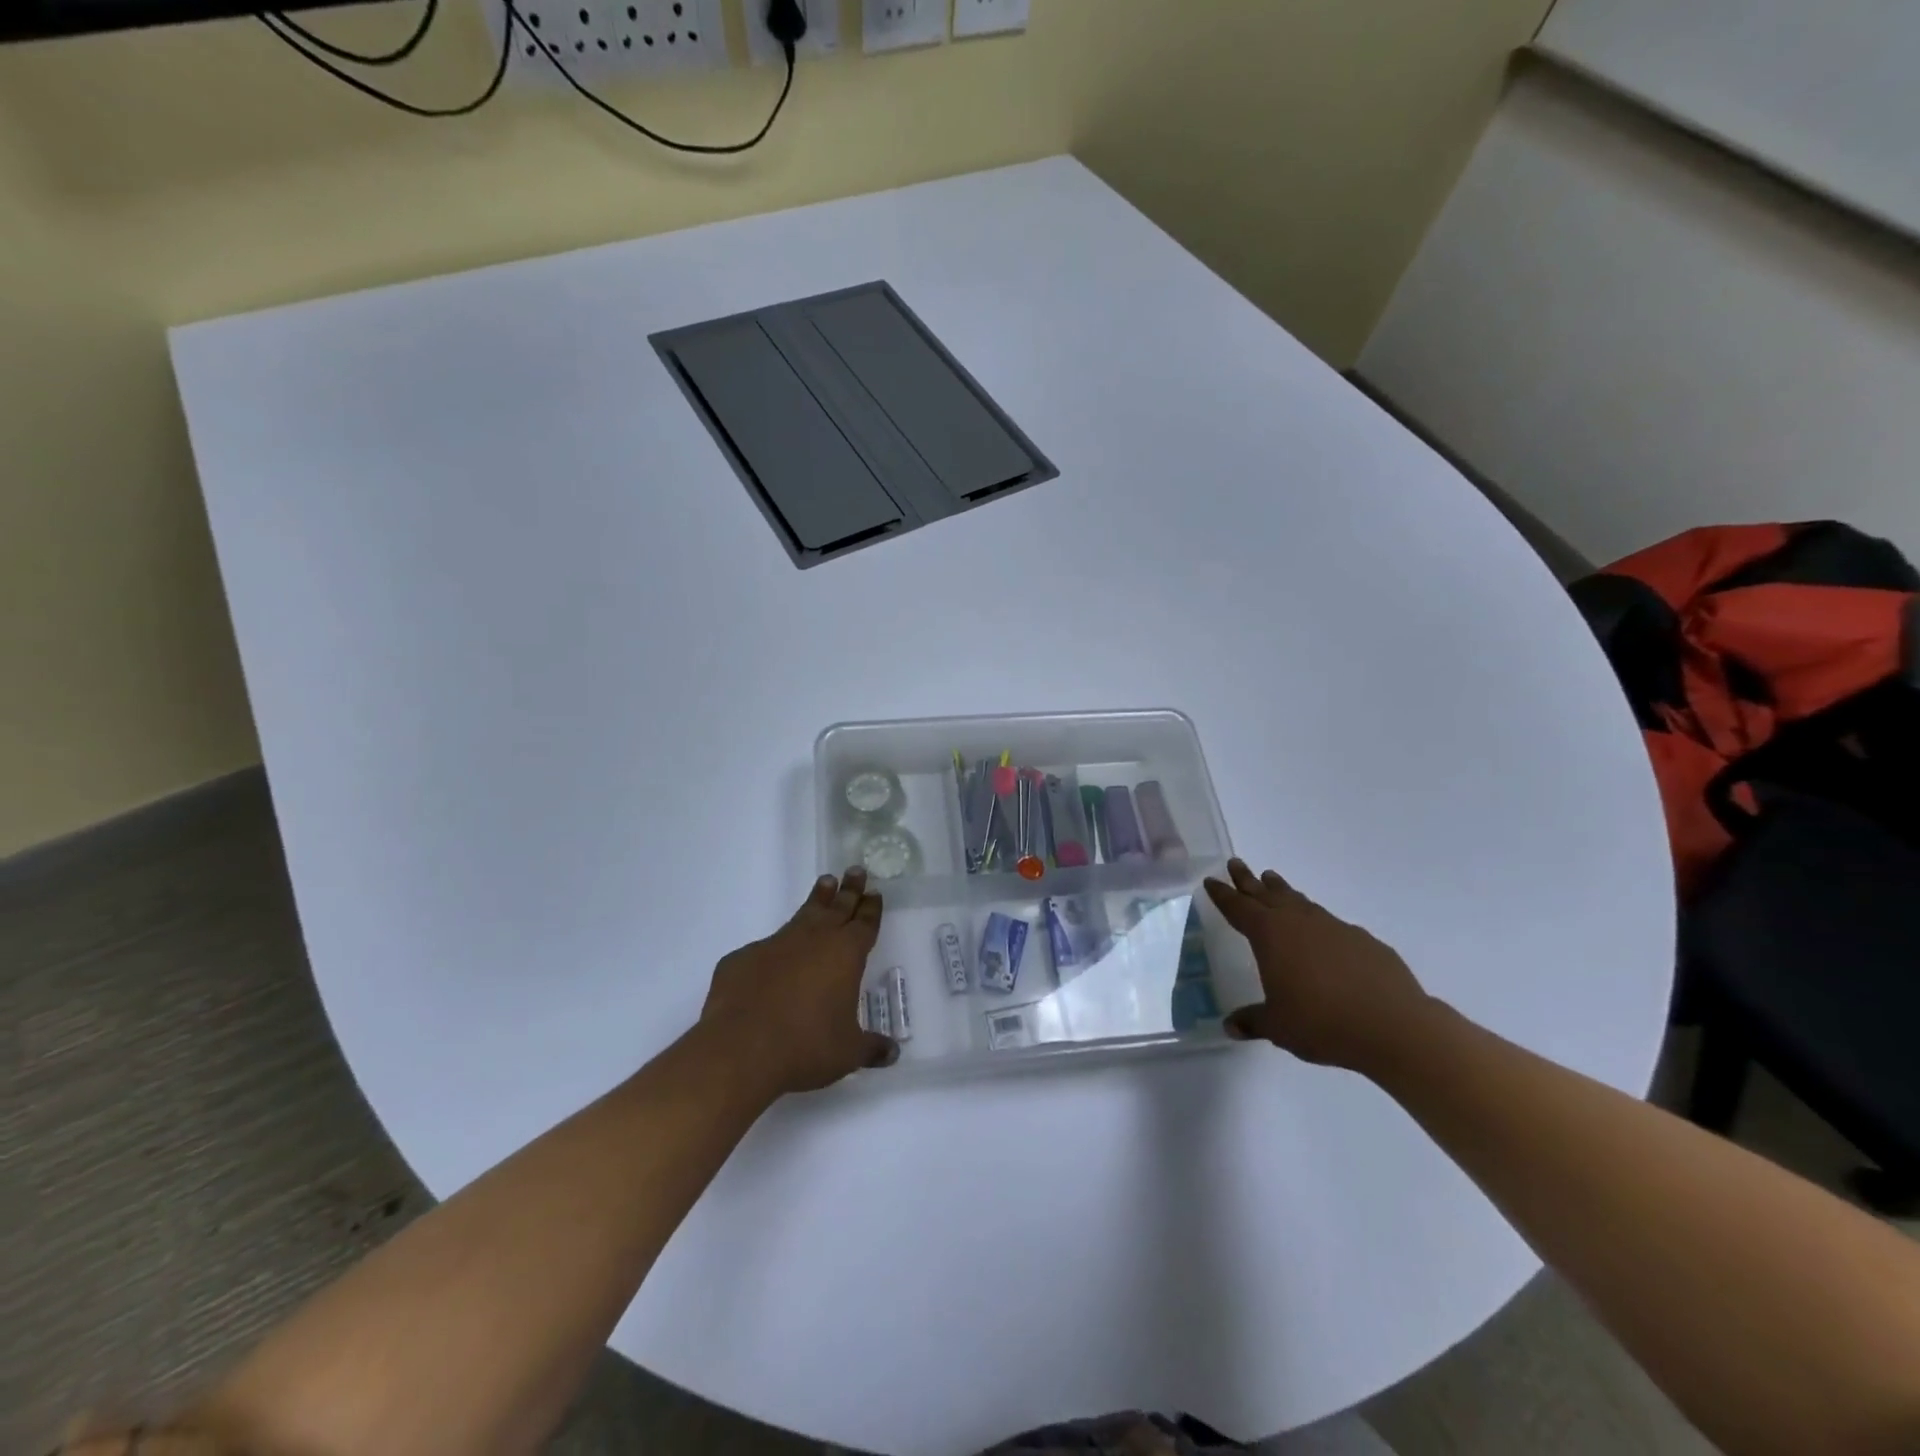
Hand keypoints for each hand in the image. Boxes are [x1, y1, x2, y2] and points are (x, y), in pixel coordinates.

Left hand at [699, 867, 897, 1096]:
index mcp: (845, 955)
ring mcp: (776, 944)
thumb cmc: (806, 1046)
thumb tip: (893, 1054)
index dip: (870, 908)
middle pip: (837, 908)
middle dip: (849, 890)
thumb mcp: (847, 1053)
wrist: (740, 1048)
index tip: (874, 892)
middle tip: (855, 870)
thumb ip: (872, 1048)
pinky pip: (764, 948)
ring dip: (817, 900)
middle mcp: (813, 940)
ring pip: (803, 915)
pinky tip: (773, 957)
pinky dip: (775, 948)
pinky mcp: (743, 958)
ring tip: (825, 883)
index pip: (864, 924)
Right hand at [1203, 858, 1431, 1070]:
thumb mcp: (1278, 1027)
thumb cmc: (1323, 1023)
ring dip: (1282, 891)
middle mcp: (1299, 922)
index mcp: (1270, 935)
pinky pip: (1330, 923)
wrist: (1394, 1026)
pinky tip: (1320, 933)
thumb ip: (1252, 1021)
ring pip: (1300, 901)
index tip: (1212, 880)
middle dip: (1249, 880)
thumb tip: (1230, 1026)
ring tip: (1272, 880)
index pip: (1239, 908)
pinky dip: (1316, 920)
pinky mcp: (1363, 940)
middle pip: (1267, 894)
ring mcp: (1334, 927)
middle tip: (1236, 863)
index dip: (1223, 894)